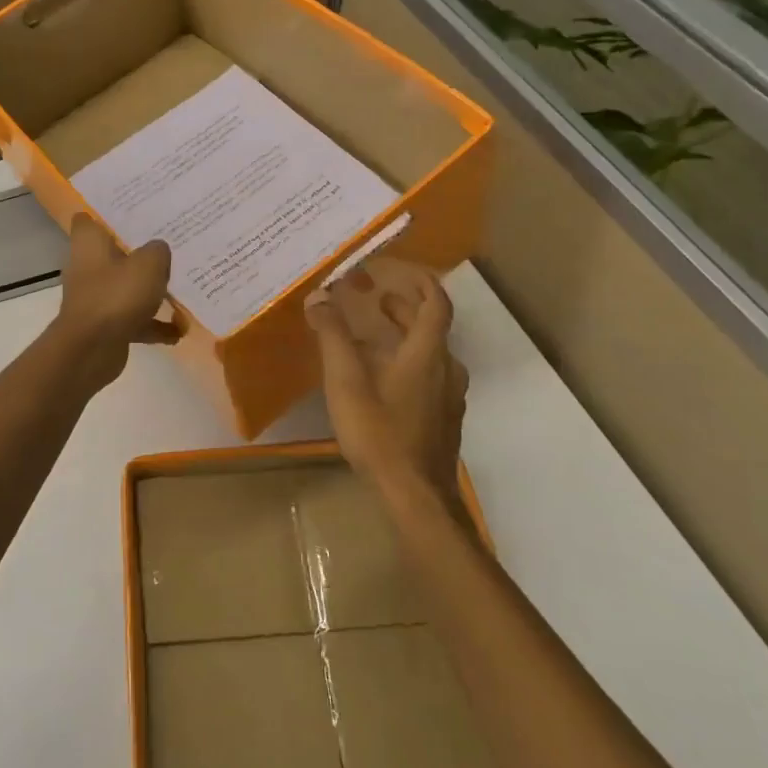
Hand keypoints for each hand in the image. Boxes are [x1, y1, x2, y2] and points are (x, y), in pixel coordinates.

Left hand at [52, 214, 179, 391]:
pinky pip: (133, 319)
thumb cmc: (116, 295)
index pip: (89, 220)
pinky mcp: (104, 325)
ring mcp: (95, 298)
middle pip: (114, 253)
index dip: (107, 214)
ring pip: (126, 287)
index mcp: (89, 244)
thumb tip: (159, 250)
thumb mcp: (149, 264)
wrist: (91, 350)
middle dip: (139, 252)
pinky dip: (152, 325)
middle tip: (168, 245)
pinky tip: (178, 331)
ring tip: (180, 289)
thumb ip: (158, 251)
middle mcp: (88, 267)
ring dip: (149, 292)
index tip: (133, 212)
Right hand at [307, 259, 468, 507]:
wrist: (416, 495)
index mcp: (428, 354)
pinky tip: (384, 381)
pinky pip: (429, 379)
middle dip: (405, 310)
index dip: (423, 284)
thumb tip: (319, 297)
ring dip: (406, 339)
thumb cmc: (380, 432)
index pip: (436, 305)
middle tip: (379, 301)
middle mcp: (446, 370)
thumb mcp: (347, 381)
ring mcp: (448, 398)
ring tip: (375, 338)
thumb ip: (333, 336)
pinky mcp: (444, 421)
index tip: (404, 272)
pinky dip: (409, 364)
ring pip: (431, 356)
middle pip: (431, 329)